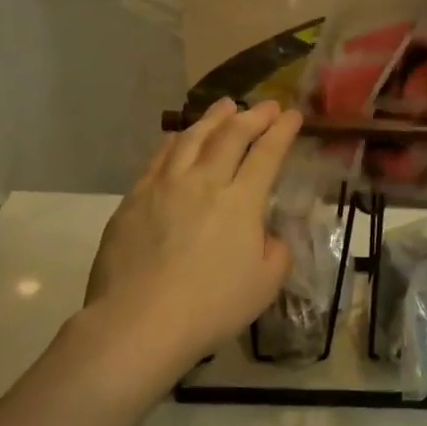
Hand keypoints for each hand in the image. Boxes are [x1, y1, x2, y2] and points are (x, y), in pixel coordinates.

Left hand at [84, 99, 301, 378]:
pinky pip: (159, 157)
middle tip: (265, 105)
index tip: (292, 115)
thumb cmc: (211, 307)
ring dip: (213, 118)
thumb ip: (276, 253)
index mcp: (241, 202)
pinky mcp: (135, 198)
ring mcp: (165, 185)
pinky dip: (174, 140)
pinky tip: (177, 136)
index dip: (281, 131)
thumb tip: (267, 236)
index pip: (267, 154)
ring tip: (224, 105)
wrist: (140, 321)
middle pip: (230, 135)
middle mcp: (204, 181)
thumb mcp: (264, 286)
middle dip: (252, 115)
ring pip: (191, 138)